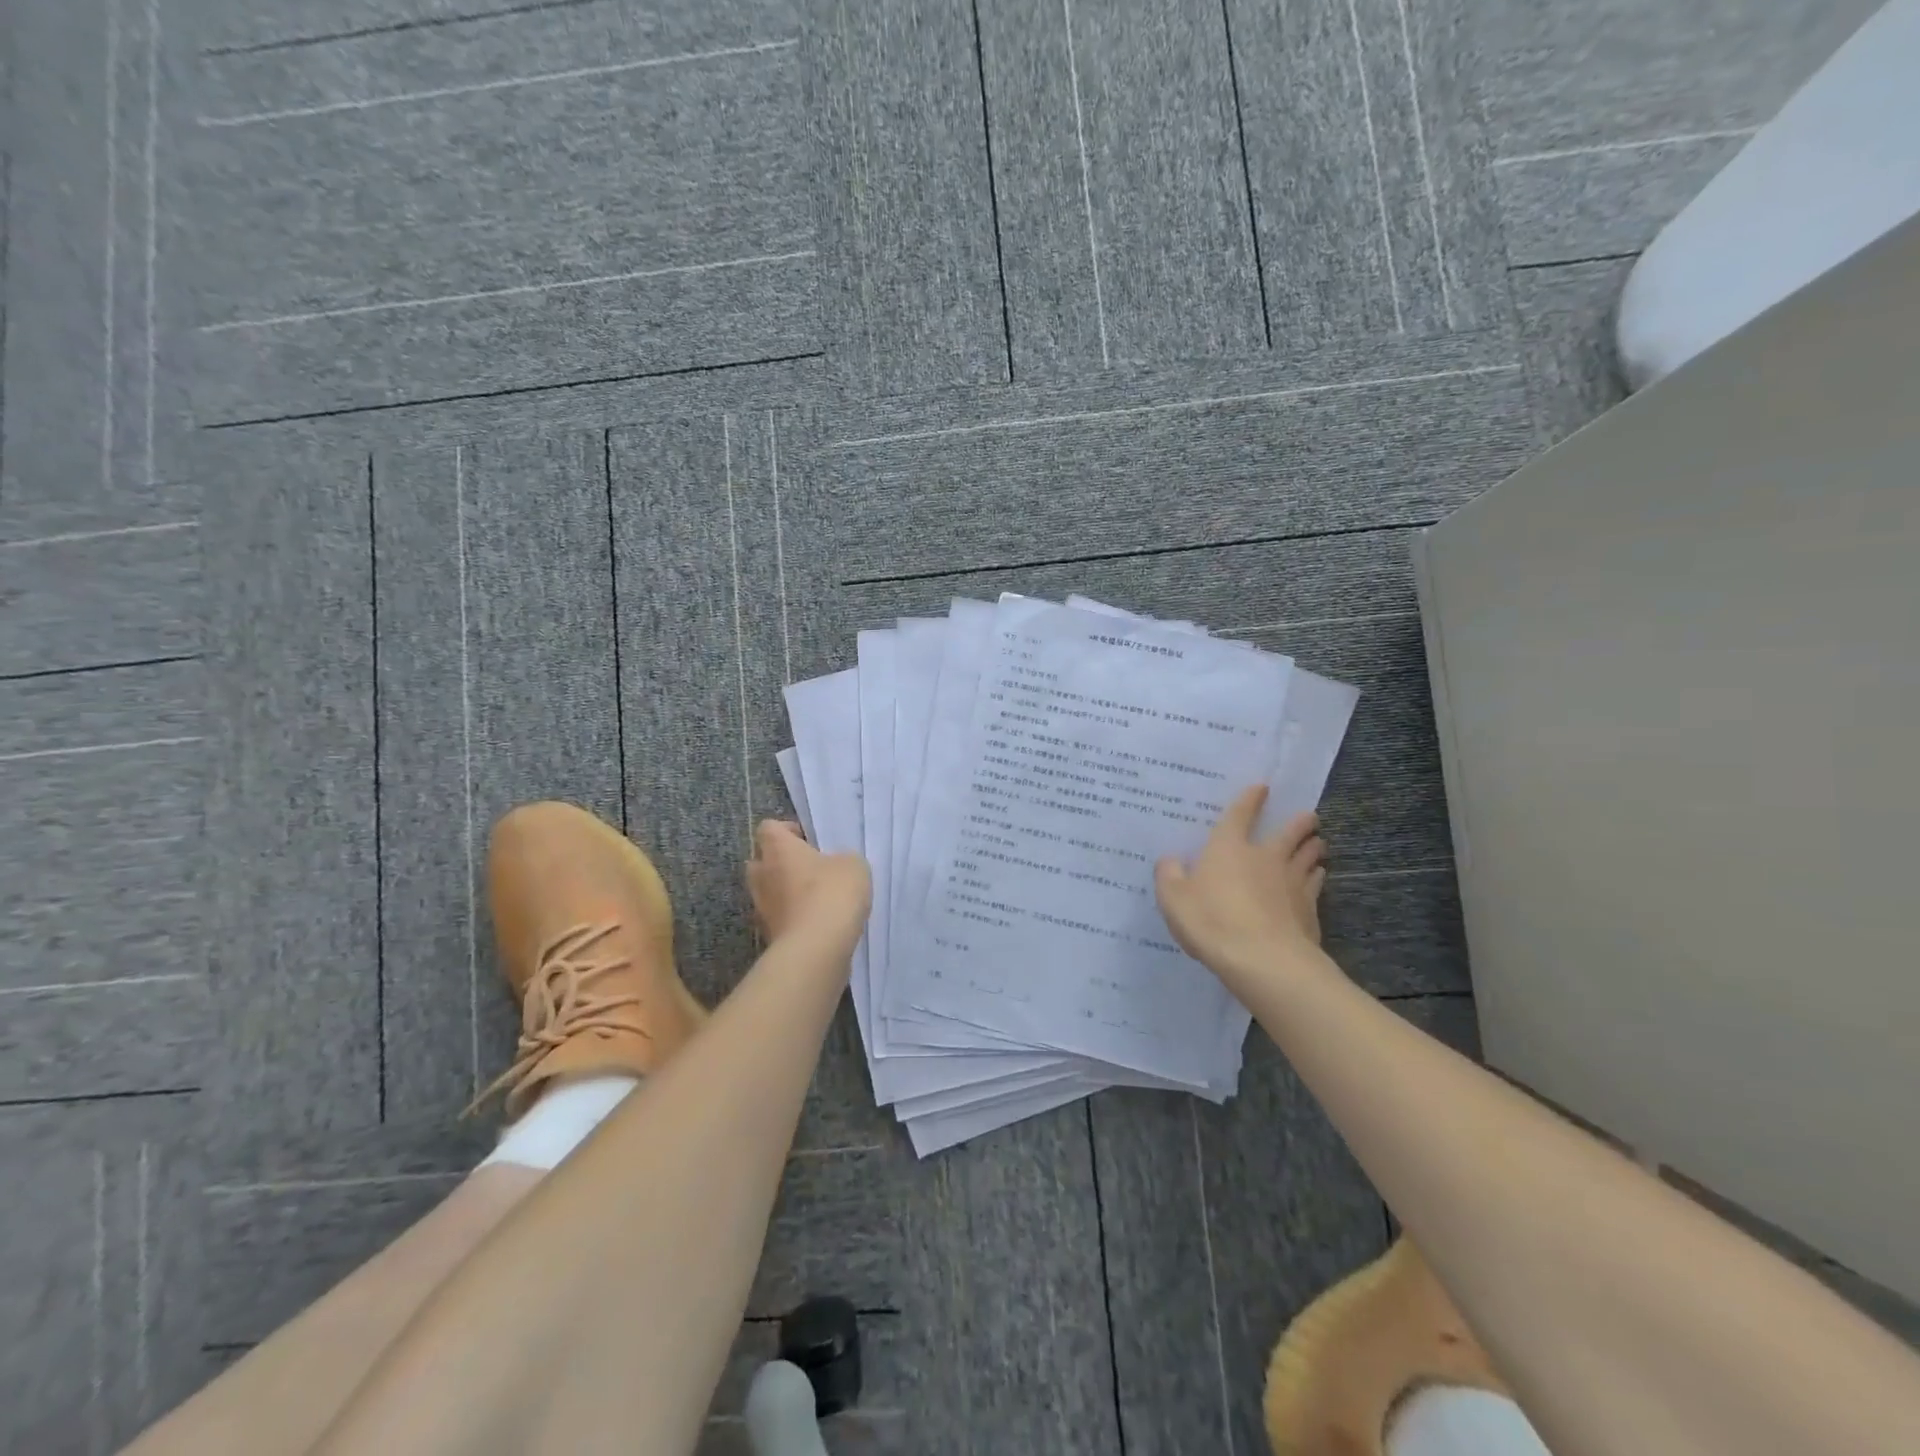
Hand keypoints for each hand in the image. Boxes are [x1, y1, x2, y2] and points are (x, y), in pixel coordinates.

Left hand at [746, 820, 870, 944]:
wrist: (816, 948)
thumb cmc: (832, 893)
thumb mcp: (853, 865)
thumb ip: (842, 859)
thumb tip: (835, 866)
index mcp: (778, 849)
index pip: (768, 828)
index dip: (787, 830)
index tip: (808, 840)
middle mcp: (762, 875)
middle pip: (761, 860)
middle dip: (781, 862)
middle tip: (809, 868)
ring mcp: (762, 908)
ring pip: (768, 891)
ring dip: (786, 892)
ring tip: (816, 898)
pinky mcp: (769, 935)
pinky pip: (779, 917)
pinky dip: (793, 917)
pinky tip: (817, 922)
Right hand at [1155, 786, 1327, 990]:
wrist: (1264, 960)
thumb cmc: (1212, 921)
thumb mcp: (1173, 899)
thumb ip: (1169, 876)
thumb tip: (1169, 860)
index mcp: (1228, 848)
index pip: (1240, 815)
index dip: (1250, 800)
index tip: (1262, 787)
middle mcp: (1265, 857)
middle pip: (1289, 832)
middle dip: (1299, 822)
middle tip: (1309, 816)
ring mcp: (1292, 882)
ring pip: (1309, 855)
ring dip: (1313, 846)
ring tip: (1318, 843)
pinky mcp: (1309, 908)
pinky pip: (1316, 883)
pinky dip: (1317, 876)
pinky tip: (1318, 876)